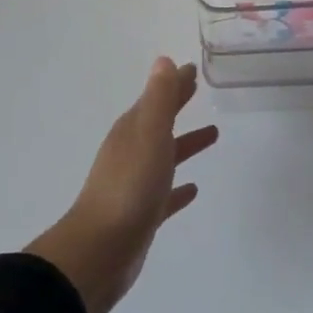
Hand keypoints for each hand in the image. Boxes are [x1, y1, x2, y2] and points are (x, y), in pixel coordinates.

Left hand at [26, 58, 218, 312]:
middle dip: (177, 105)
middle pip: (159, 122)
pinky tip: (194, 189)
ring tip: (213, 134)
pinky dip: (178, 188)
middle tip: (199, 90)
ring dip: (185, 144)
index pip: (156, 98)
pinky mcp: (142, 215)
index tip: (193, 70)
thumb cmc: (129, 187)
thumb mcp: (149, 135)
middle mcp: (132, 153)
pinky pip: (165, 194)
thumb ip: (159, 99)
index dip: (174, 83)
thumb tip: (164, 60)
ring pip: (165, 156)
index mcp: (132, 131)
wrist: (100, 251)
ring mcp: (135, 185)